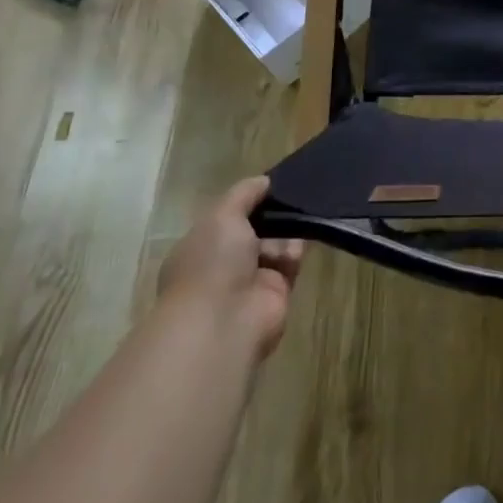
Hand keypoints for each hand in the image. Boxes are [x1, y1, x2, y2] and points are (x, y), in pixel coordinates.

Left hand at [159, 176, 303, 357]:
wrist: (224, 321)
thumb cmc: (212, 263)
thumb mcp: (222, 215)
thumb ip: (244, 193)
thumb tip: (264, 181)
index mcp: (200, 246)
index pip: (227, 218)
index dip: (247, 202)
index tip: (268, 186)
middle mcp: (223, 264)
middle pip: (254, 230)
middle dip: (272, 215)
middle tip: (292, 196)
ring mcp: (249, 280)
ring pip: (275, 244)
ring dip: (286, 231)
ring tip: (299, 217)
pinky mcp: (275, 292)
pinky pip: (290, 263)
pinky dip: (296, 250)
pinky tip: (301, 239)